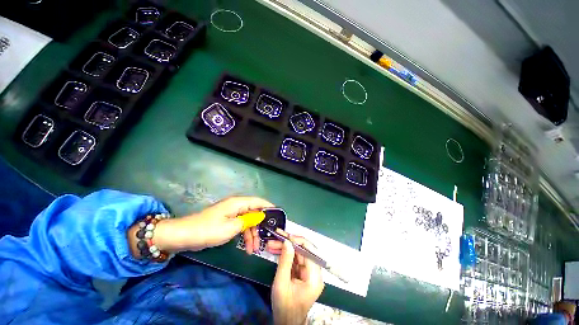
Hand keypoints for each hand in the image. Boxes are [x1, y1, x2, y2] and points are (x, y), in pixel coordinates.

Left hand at [148, 196, 273, 253]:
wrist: (182, 236)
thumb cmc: (207, 230)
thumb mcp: (231, 227)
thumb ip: (248, 221)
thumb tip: (261, 216)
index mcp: (238, 203)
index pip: (258, 201)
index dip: (269, 207)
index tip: (278, 216)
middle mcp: (236, 206)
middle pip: (254, 213)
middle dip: (260, 227)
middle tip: (264, 242)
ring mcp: (231, 214)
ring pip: (248, 221)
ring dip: (252, 235)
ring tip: (253, 250)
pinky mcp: (227, 221)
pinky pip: (241, 226)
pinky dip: (244, 236)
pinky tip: (246, 247)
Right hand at [269, 231, 324, 324]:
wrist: (286, 323)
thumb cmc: (284, 307)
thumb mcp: (281, 284)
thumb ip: (285, 261)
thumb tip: (287, 241)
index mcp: (314, 277)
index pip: (310, 251)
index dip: (298, 241)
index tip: (285, 236)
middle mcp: (314, 273)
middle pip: (303, 251)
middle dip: (289, 243)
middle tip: (276, 236)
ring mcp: (309, 273)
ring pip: (298, 253)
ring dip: (285, 247)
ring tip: (272, 243)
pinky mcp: (303, 273)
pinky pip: (295, 259)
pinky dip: (285, 254)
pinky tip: (275, 250)